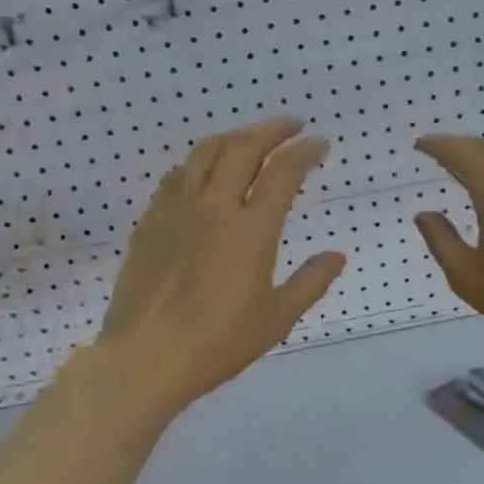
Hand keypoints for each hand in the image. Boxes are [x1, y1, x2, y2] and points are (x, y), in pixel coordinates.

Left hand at [96, 118, 346, 417]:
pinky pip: (176, 176)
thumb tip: (338, 255)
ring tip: (248, 139)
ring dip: (233, 137)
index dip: (305, 150)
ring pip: (205, 153)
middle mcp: (214, 207)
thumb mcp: (276, 319)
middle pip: (243, 148)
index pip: (284, 171)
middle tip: (290, 125)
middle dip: (272, 129)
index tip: (319, 143)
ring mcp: (177, 210)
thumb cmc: (217, 343)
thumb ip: (311, 282)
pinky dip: (197, 163)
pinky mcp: (150, 222)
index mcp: (251, 229)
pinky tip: (202, 171)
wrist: (145, 357)